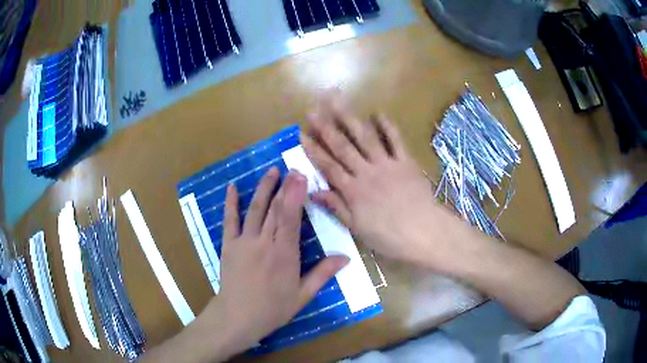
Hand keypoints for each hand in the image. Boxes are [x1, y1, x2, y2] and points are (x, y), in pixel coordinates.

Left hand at [206, 168, 348, 357]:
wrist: (237, 317)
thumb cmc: (272, 309)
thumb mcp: (302, 295)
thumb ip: (322, 274)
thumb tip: (346, 257)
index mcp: (284, 254)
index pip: (291, 218)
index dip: (296, 195)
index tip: (301, 176)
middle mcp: (264, 242)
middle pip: (275, 209)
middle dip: (284, 186)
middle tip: (292, 168)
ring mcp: (244, 242)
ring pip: (255, 210)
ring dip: (263, 189)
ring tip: (271, 171)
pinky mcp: (228, 245)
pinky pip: (229, 220)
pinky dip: (231, 203)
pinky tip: (233, 187)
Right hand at [301, 96, 463, 269]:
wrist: (424, 232)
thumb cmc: (389, 236)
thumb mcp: (357, 228)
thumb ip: (336, 207)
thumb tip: (313, 192)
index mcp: (353, 190)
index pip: (328, 166)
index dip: (314, 150)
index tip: (302, 133)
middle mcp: (366, 172)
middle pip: (343, 146)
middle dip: (326, 127)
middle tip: (313, 109)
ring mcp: (387, 164)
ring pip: (365, 138)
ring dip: (350, 119)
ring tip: (338, 101)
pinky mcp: (406, 162)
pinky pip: (396, 141)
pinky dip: (387, 126)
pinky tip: (378, 113)